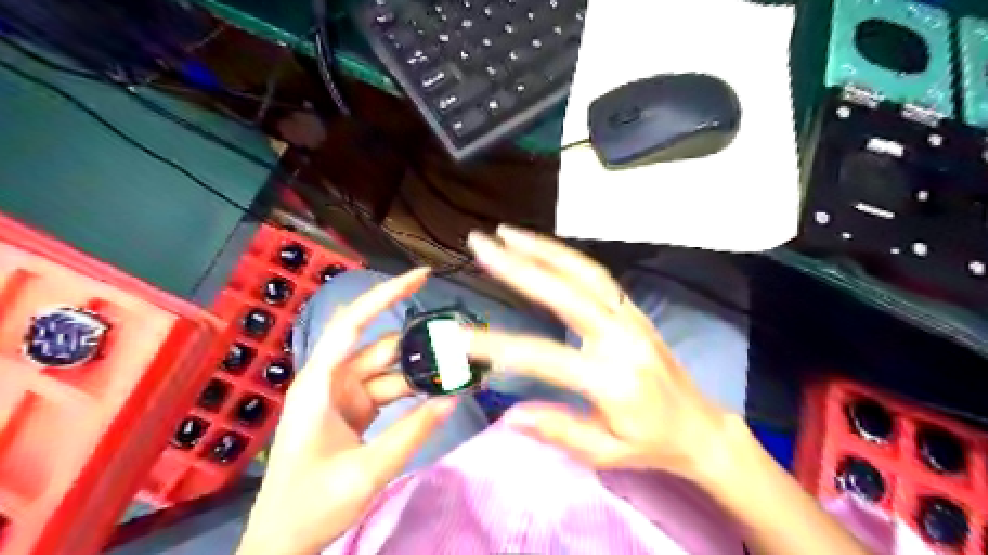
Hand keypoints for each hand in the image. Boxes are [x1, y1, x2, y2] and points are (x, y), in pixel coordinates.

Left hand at [238, 266, 458, 551]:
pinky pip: (389, 390)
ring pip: (389, 370)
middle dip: (419, 343)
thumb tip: (453, 398)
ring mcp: (344, 395)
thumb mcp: (366, 471)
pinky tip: (439, 392)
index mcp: (320, 383)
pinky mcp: (354, 410)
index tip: (421, 275)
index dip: (387, 294)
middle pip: (381, 347)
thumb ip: (413, 433)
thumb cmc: (310, 505)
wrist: (283, 542)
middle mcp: (331, 380)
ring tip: (459, 370)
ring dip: (420, 371)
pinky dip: (413, 391)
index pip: (354, 323)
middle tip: (461, 339)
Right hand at [466, 225, 731, 481]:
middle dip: (518, 266)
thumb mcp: (605, 452)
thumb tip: (509, 415)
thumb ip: (559, 431)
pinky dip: (565, 256)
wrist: (701, 426)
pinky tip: (541, 248)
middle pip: (564, 292)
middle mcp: (621, 338)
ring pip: (583, 272)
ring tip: (506, 234)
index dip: (495, 345)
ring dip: (542, 249)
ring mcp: (629, 317)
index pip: (541, 356)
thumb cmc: (651, 444)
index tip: (457, 336)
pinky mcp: (633, 309)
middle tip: (480, 244)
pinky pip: (596, 275)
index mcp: (611, 379)